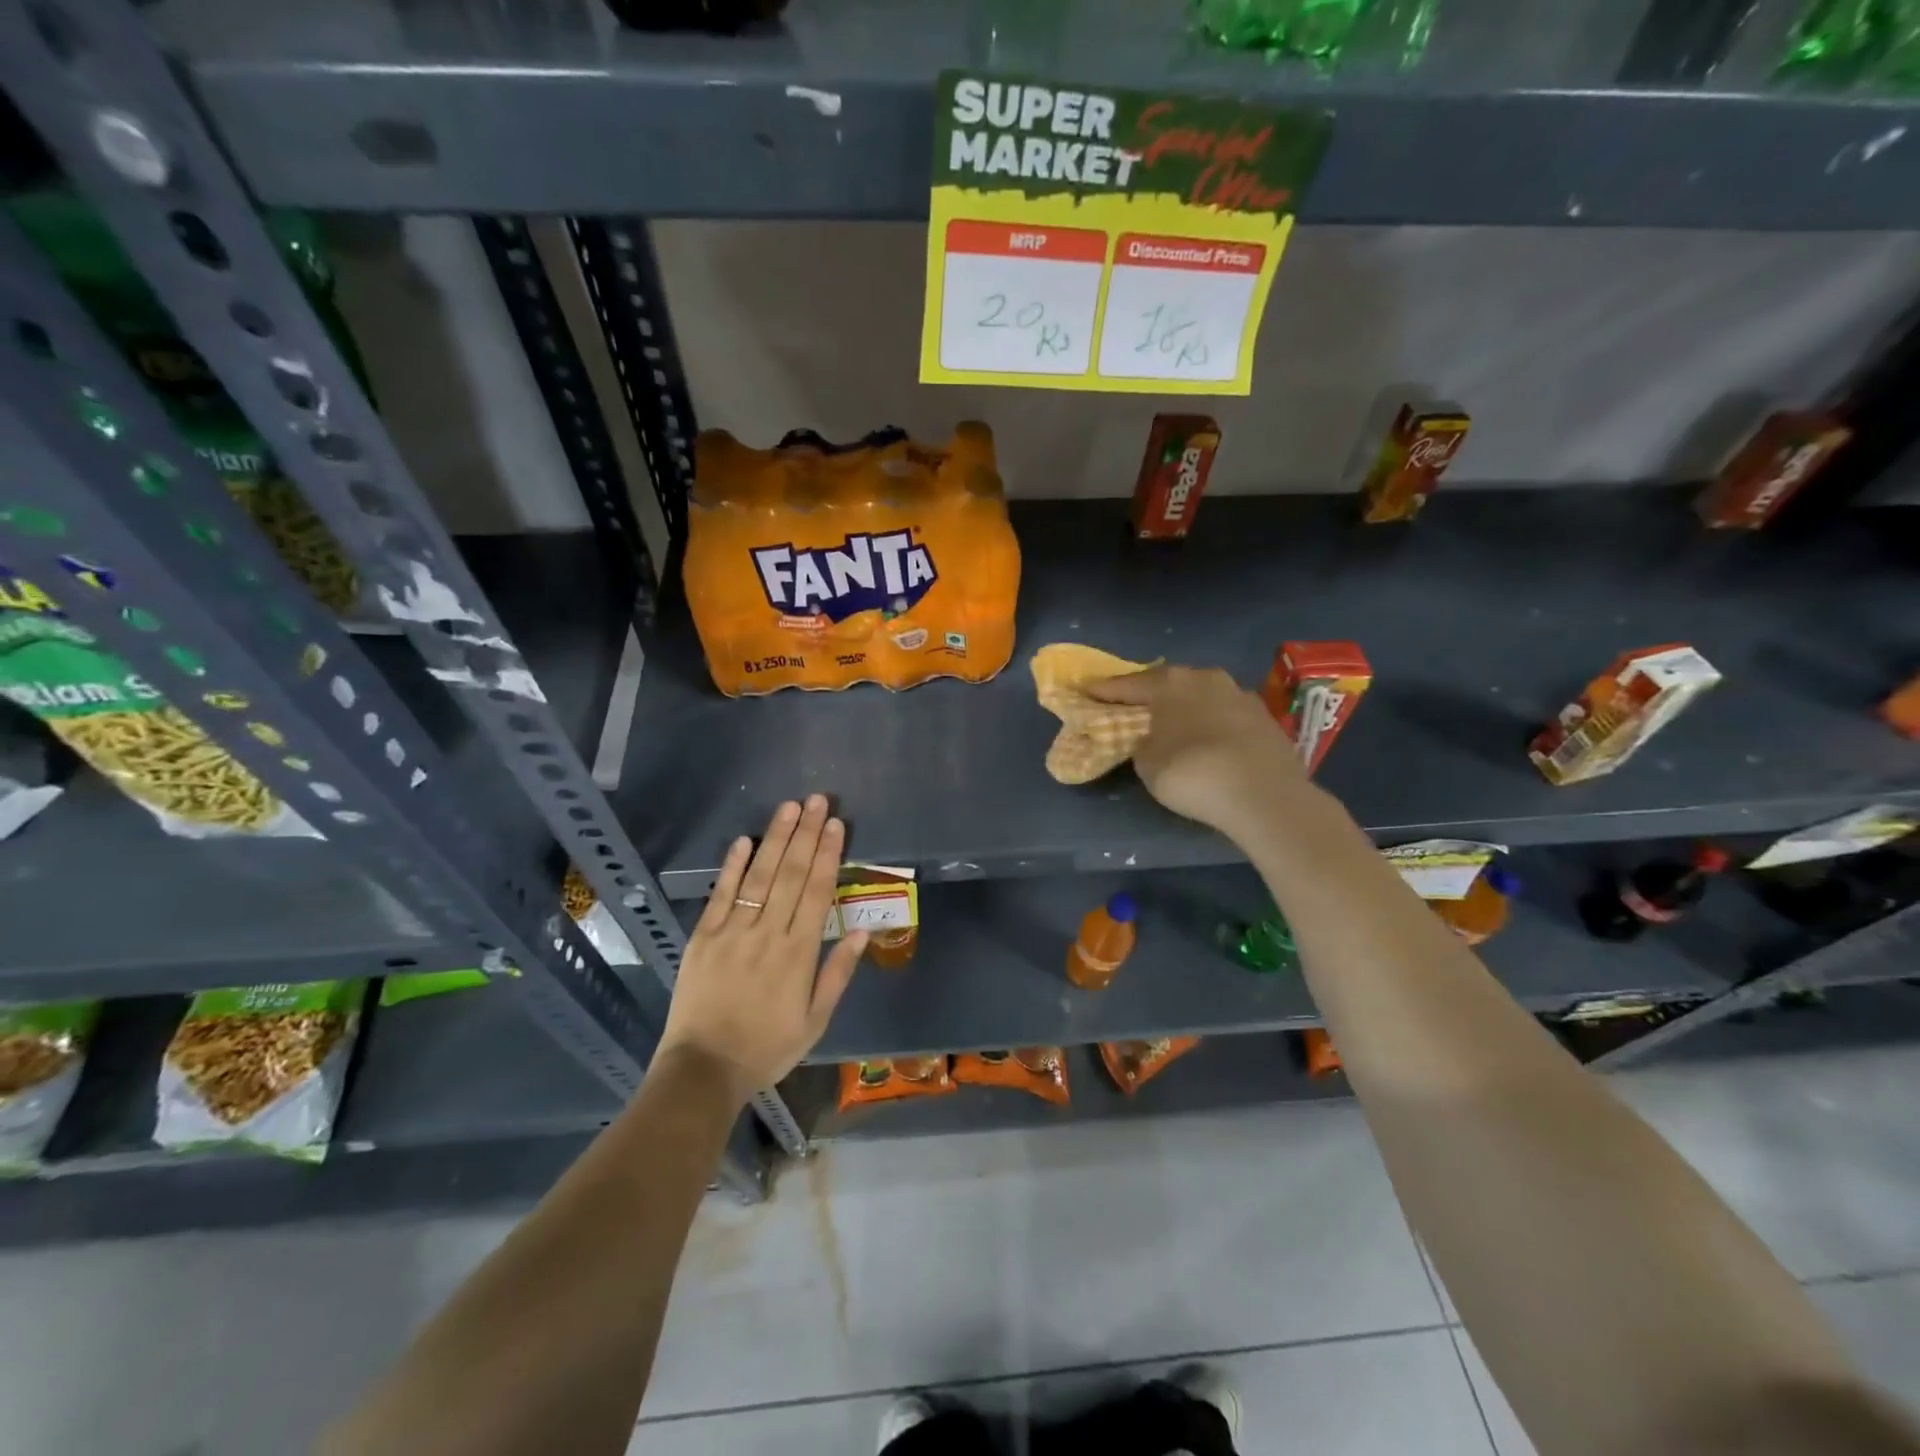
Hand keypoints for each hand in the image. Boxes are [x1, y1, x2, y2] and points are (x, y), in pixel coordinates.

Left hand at [655, 795, 864, 1104]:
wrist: (704, 1069)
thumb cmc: (768, 1047)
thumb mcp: (816, 1020)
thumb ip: (838, 973)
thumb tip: (863, 931)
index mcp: (799, 953)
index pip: (819, 892)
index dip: (828, 854)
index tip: (836, 825)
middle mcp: (769, 932)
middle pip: (792, 874)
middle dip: (806, 834)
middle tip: (817, 800)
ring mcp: (733, 931)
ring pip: (760, 876)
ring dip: (776, 838)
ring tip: (789, 807)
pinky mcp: (704, 937)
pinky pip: (721, 894)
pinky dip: (733, 866)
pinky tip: (744, 839)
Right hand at [1085, 665, 1310, 841]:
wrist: (1263, 794)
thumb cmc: (1191, 773)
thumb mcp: (1148, 763)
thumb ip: (1142, 744)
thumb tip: (1151, 738)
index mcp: (1171, 683)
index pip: (1129, 685)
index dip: (1105, 691)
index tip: (1087, 690)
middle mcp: (1206, 678)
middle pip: (1169, 683)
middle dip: (1150, 694)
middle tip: (1132, 705)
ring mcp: (1240, 695)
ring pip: (1202, 696)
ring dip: (1185, 707)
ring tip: (1172, 723)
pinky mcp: (1265, 719)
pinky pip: (1225, 716)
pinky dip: (1211, 724)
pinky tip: (1207, 740)